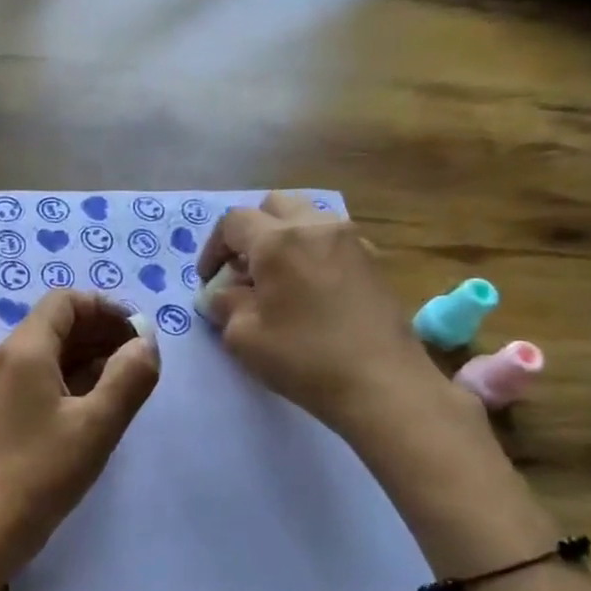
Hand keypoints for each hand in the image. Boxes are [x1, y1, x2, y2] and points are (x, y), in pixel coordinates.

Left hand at [0, 289, 158, 577]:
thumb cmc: (42, 474)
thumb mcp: (98, 425)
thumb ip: (129, 377)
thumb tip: (145, 343)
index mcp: (22, 350)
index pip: (65, 302)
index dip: (106, 309)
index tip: (138, 333)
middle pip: (53, 324)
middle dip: (98, 332)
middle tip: (138, 357)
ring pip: (42, 352)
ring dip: (83, 356)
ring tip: (122, 380)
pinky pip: (30, 377)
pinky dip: (63, 378)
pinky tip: (89, 402)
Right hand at [197, 193, 458, 439]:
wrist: (381, 383)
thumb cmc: (303, 358)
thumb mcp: (243, 337)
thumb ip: (224, 305)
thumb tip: (221, 294)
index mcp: (278, 241)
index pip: (233, 222)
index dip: (213, 248)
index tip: (209, 281)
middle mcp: (316, 227)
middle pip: (273, 206)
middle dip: (251, 233)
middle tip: (243, 271)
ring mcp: (352, 240)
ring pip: (307, 218)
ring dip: (283, 240)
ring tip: (277, 281)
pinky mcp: (374, 261)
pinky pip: (332, 241)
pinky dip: (312, 254)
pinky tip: (310, 292)